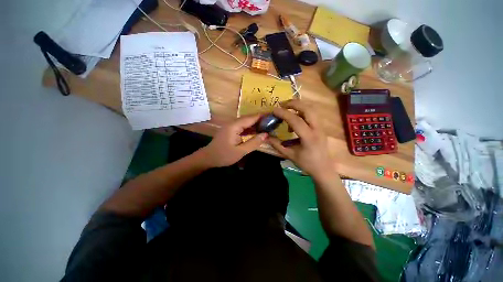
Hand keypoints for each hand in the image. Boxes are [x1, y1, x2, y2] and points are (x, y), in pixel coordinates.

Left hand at [199, 114, 267, 167]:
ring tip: (267, 125)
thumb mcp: (241, 151)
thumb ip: (254, 142)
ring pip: (246, 122)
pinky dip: (250, 129)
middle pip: (249, 118)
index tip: (273, 115)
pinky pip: (243, 127)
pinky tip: (257, 131)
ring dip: (256, 124)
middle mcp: (233, 123)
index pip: (251, 118)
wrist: (208, 158)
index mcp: (235, 126)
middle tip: (272, 121)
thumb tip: (266, 135)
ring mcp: (231, 126)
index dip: (262, 116)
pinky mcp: (231, 130)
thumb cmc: (224, 155)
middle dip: (260, 119)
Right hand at [268, 100, 333, 177]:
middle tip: (281, 104)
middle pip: (308, 109)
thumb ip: (277, 144)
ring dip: (298, 106)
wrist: (323, 169)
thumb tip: (266, 137)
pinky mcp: (321, 127)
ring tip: (287, 109)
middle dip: (294, 103)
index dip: (284, 114)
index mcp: (309, 138)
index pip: (296, 120)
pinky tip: (295, 119)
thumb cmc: (307, 163)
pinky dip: (302, 112)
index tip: (274, 110)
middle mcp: (317, 129)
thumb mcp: (289, 155)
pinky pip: (312, 114)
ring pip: (311, 109)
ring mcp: (321, 127)